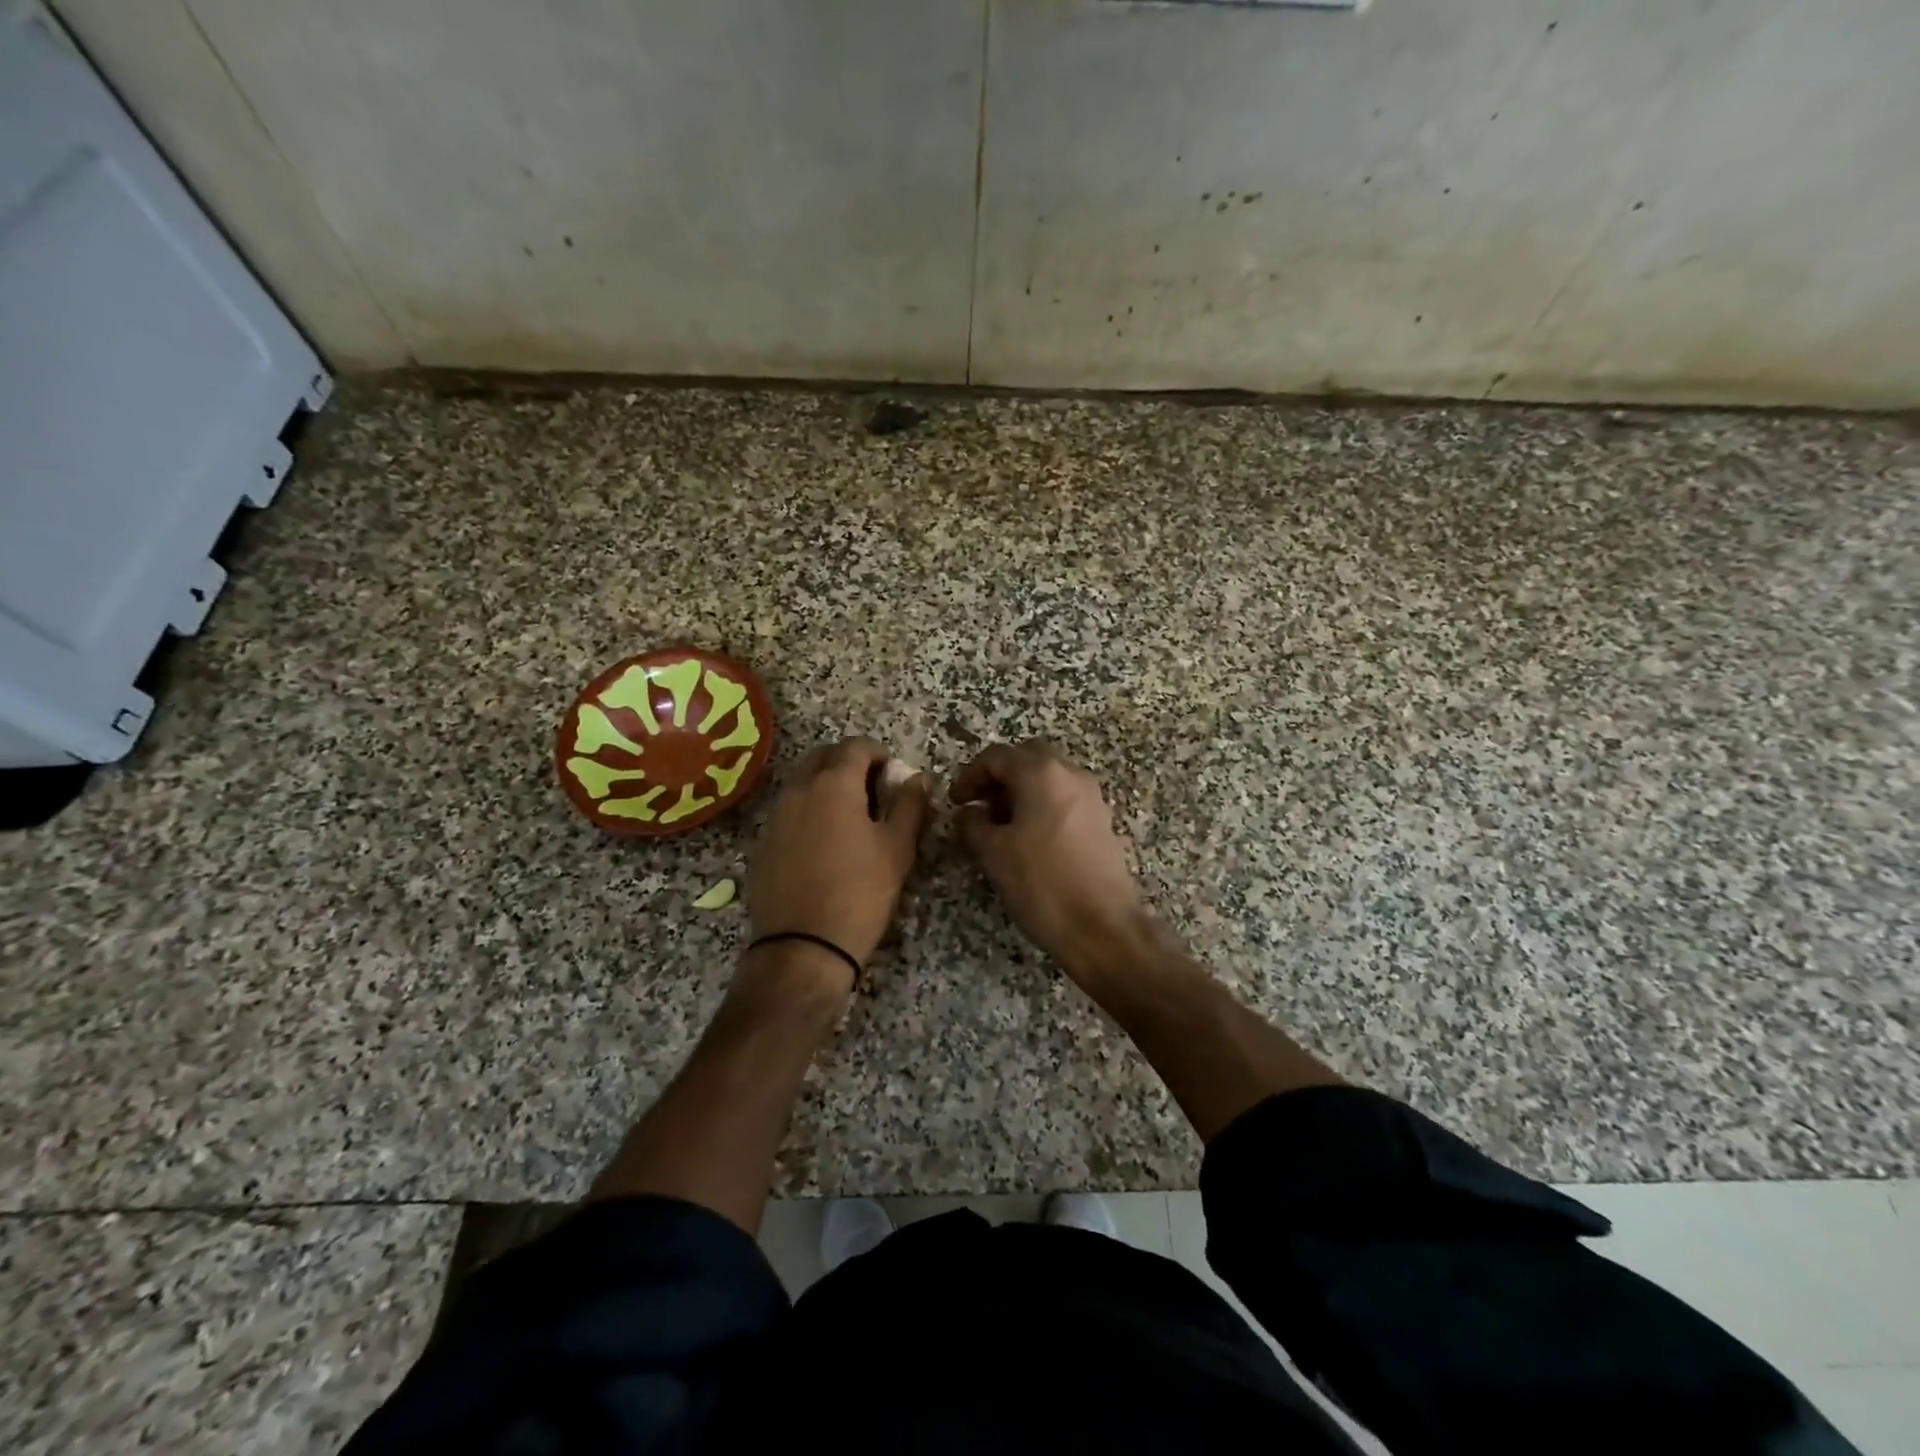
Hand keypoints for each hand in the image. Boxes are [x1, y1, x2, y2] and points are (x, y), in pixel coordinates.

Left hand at [746, 738, 930, 976]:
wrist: (803, 946)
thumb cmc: (860, 893)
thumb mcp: (897, 848)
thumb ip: (910, 805)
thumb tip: (917, 777)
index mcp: (833, 784)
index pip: (855, 746)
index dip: (878, 753)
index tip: (892, 773)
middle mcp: (798, 790)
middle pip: (823, 757)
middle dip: (849, 763)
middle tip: (872, 789)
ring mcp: (775, 816)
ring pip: (802, 783)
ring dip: (825, 785)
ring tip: (849, 817)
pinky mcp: (762, 843)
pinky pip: (787, 811)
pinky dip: (807, 811)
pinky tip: (822, 843)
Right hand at [950, 741, 1151, 982]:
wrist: (1102, 927)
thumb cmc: (1042, 884)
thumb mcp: (993, 853)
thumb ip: (972, 824)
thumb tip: (968, 812)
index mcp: (1042, 774)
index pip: (997, 756)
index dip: (970, 775)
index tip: (956, 801)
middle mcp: (1071, 775)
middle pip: (1027, 759)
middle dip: (999, 777)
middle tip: (980, 806)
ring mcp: (1092, 797)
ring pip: (1049, 778)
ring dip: (1022, 791)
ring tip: (1002, 826)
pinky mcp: (1102, 821)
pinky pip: (1065, 799)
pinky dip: (1043, 806)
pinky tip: (1030, 840)